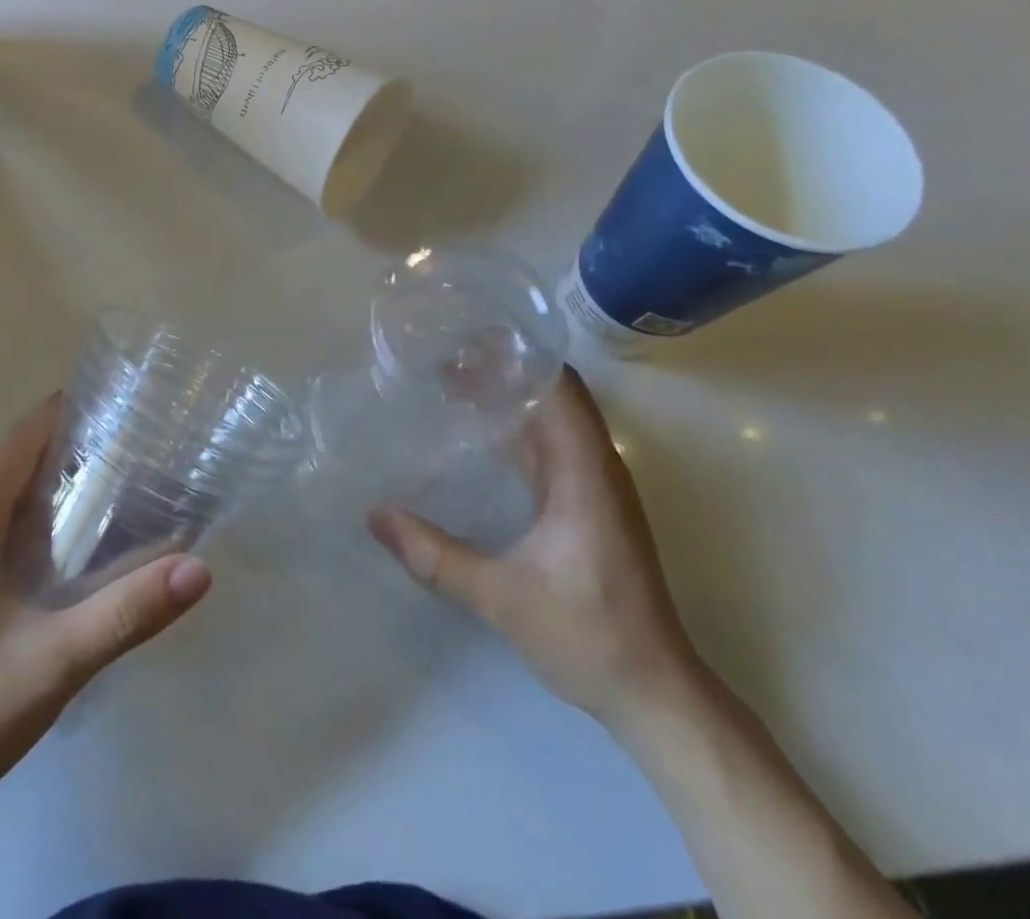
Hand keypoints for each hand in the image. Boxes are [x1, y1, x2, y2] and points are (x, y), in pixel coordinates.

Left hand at [0, 393, 212, 815]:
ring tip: (120, 484)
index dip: (68, 412)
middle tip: (138, 445)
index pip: (20, 438)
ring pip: (7, 495)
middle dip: (73, 446)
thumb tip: (198, 567)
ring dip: (56, 482)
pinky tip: (77, 543)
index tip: (124, 404)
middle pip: (15, 461)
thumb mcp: (54, 662)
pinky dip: (40, 516)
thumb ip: (125, 613)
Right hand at [368, 367, 699, 728]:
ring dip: (509, 396)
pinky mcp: (589, 505)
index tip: (468, 335)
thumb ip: (435, 555)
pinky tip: (478, 435)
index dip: (519, 353)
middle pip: (554, 393)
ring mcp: (595, 486)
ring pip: (552, 418)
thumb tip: (374, 515)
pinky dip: (516, 428)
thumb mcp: (501, 596)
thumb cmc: (588, 635)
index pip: (559, 386)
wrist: (655, 693)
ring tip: (452, 381)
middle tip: (443, 353)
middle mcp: (595, 467)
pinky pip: (551, 446)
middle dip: (503, 368)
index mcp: (585, 472)